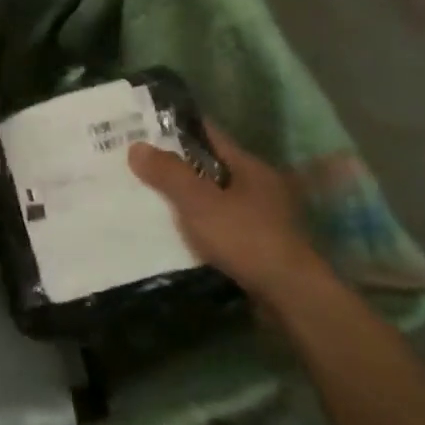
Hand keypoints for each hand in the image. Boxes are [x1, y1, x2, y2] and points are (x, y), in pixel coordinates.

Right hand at [128, 122, 326, 305]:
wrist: (290, 297)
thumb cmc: (246, 239)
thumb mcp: (200, 203)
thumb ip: (169, 174)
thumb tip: (137, 146)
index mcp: (249, 167)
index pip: (209, 135)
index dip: (176, 129)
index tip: (143, 127)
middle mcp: (258, 187)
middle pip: (209, 166)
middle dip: (175, 165)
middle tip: (135, 163)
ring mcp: (260, 217)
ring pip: (212, 197)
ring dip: (184, 197)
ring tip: (144, 196)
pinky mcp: (256, 245)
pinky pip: (217, 224)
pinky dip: (195, 223)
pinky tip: (171, 230)